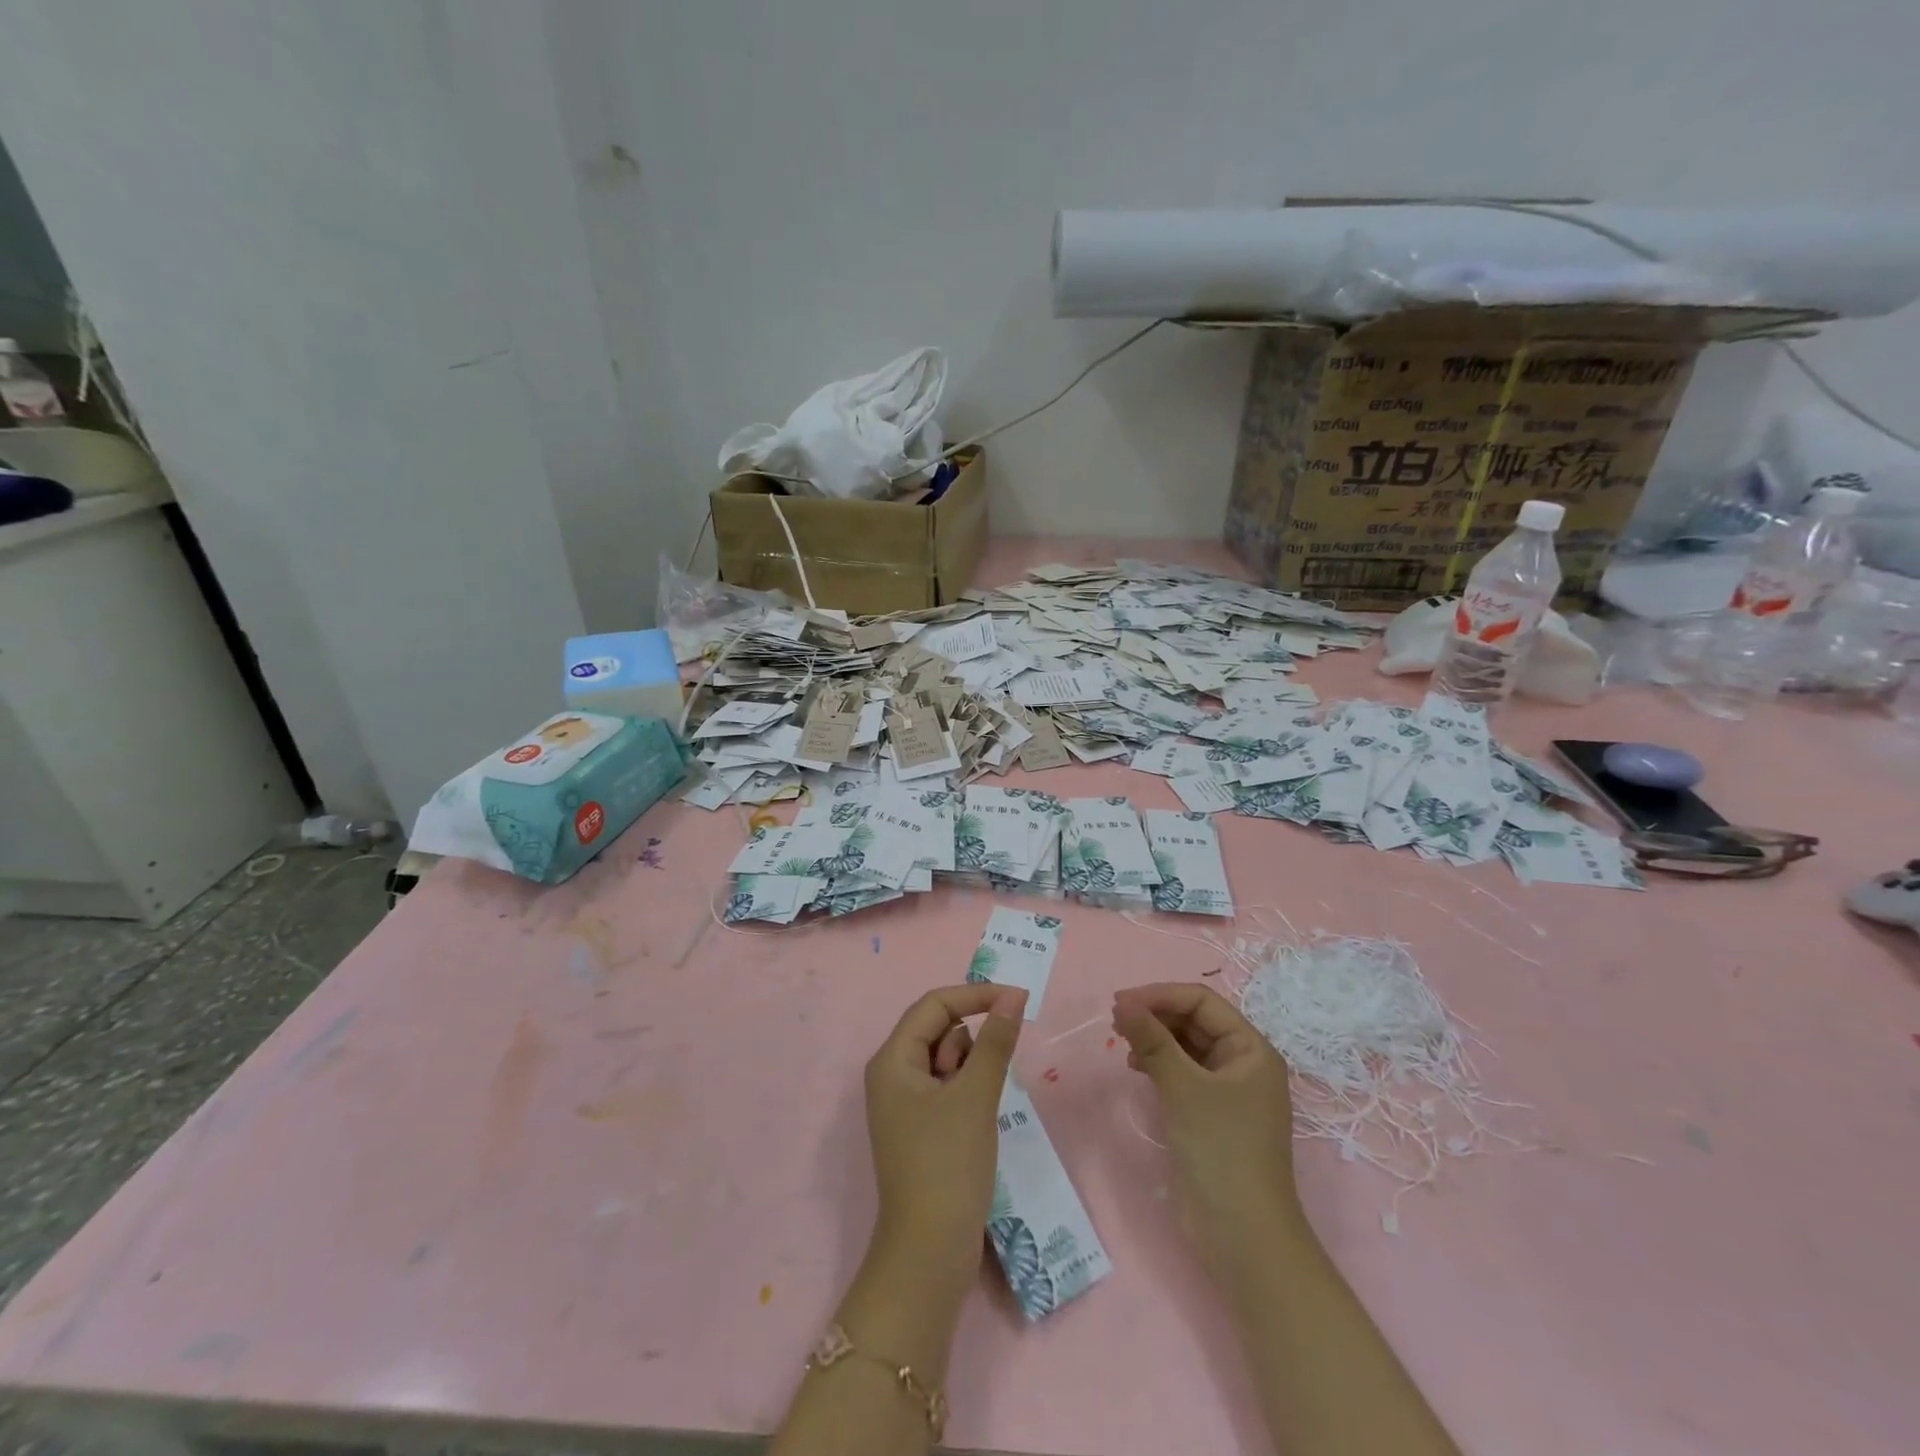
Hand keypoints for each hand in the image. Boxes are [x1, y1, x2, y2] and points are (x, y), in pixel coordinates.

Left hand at [863, 983, 1026, 1289]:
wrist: (929, 1255)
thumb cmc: (948, 1165)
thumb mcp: (975, 1096)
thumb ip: (995, 1041)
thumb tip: (1012, 996)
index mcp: (892, 1060)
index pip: (934, 1004)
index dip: (975, 995)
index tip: (1018, 999)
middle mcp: (892, 1074)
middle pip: (938, 1029)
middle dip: (971, 1042)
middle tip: (985, 1081)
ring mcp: (904, 1104)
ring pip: (946, 1060)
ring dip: (971, 1070)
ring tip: (978, 1109)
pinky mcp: (920, 1128)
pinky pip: (947, 1088)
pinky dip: (968, 1092)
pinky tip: (978, 1121)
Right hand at [1112, 982, 1303, 1277]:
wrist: (1242, 1238)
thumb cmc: (1221, 1151)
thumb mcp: (1184, 1088)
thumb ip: (1152, 1040)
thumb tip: (1122, 1003)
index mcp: (1250, 1050)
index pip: (1202, 1002)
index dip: (1160, 995)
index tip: (1119, 1002)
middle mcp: (1242, 1064)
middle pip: (1194, 1021)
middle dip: (1156, 1015)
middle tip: (1115, 1020)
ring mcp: (1226, 1092)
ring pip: (1185, 1047)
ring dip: (1154, 1039)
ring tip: (1122, 1043)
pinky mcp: (1209, 1116)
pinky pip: (1181, 1073)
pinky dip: (1158, 1064)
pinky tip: (1136, 1068)